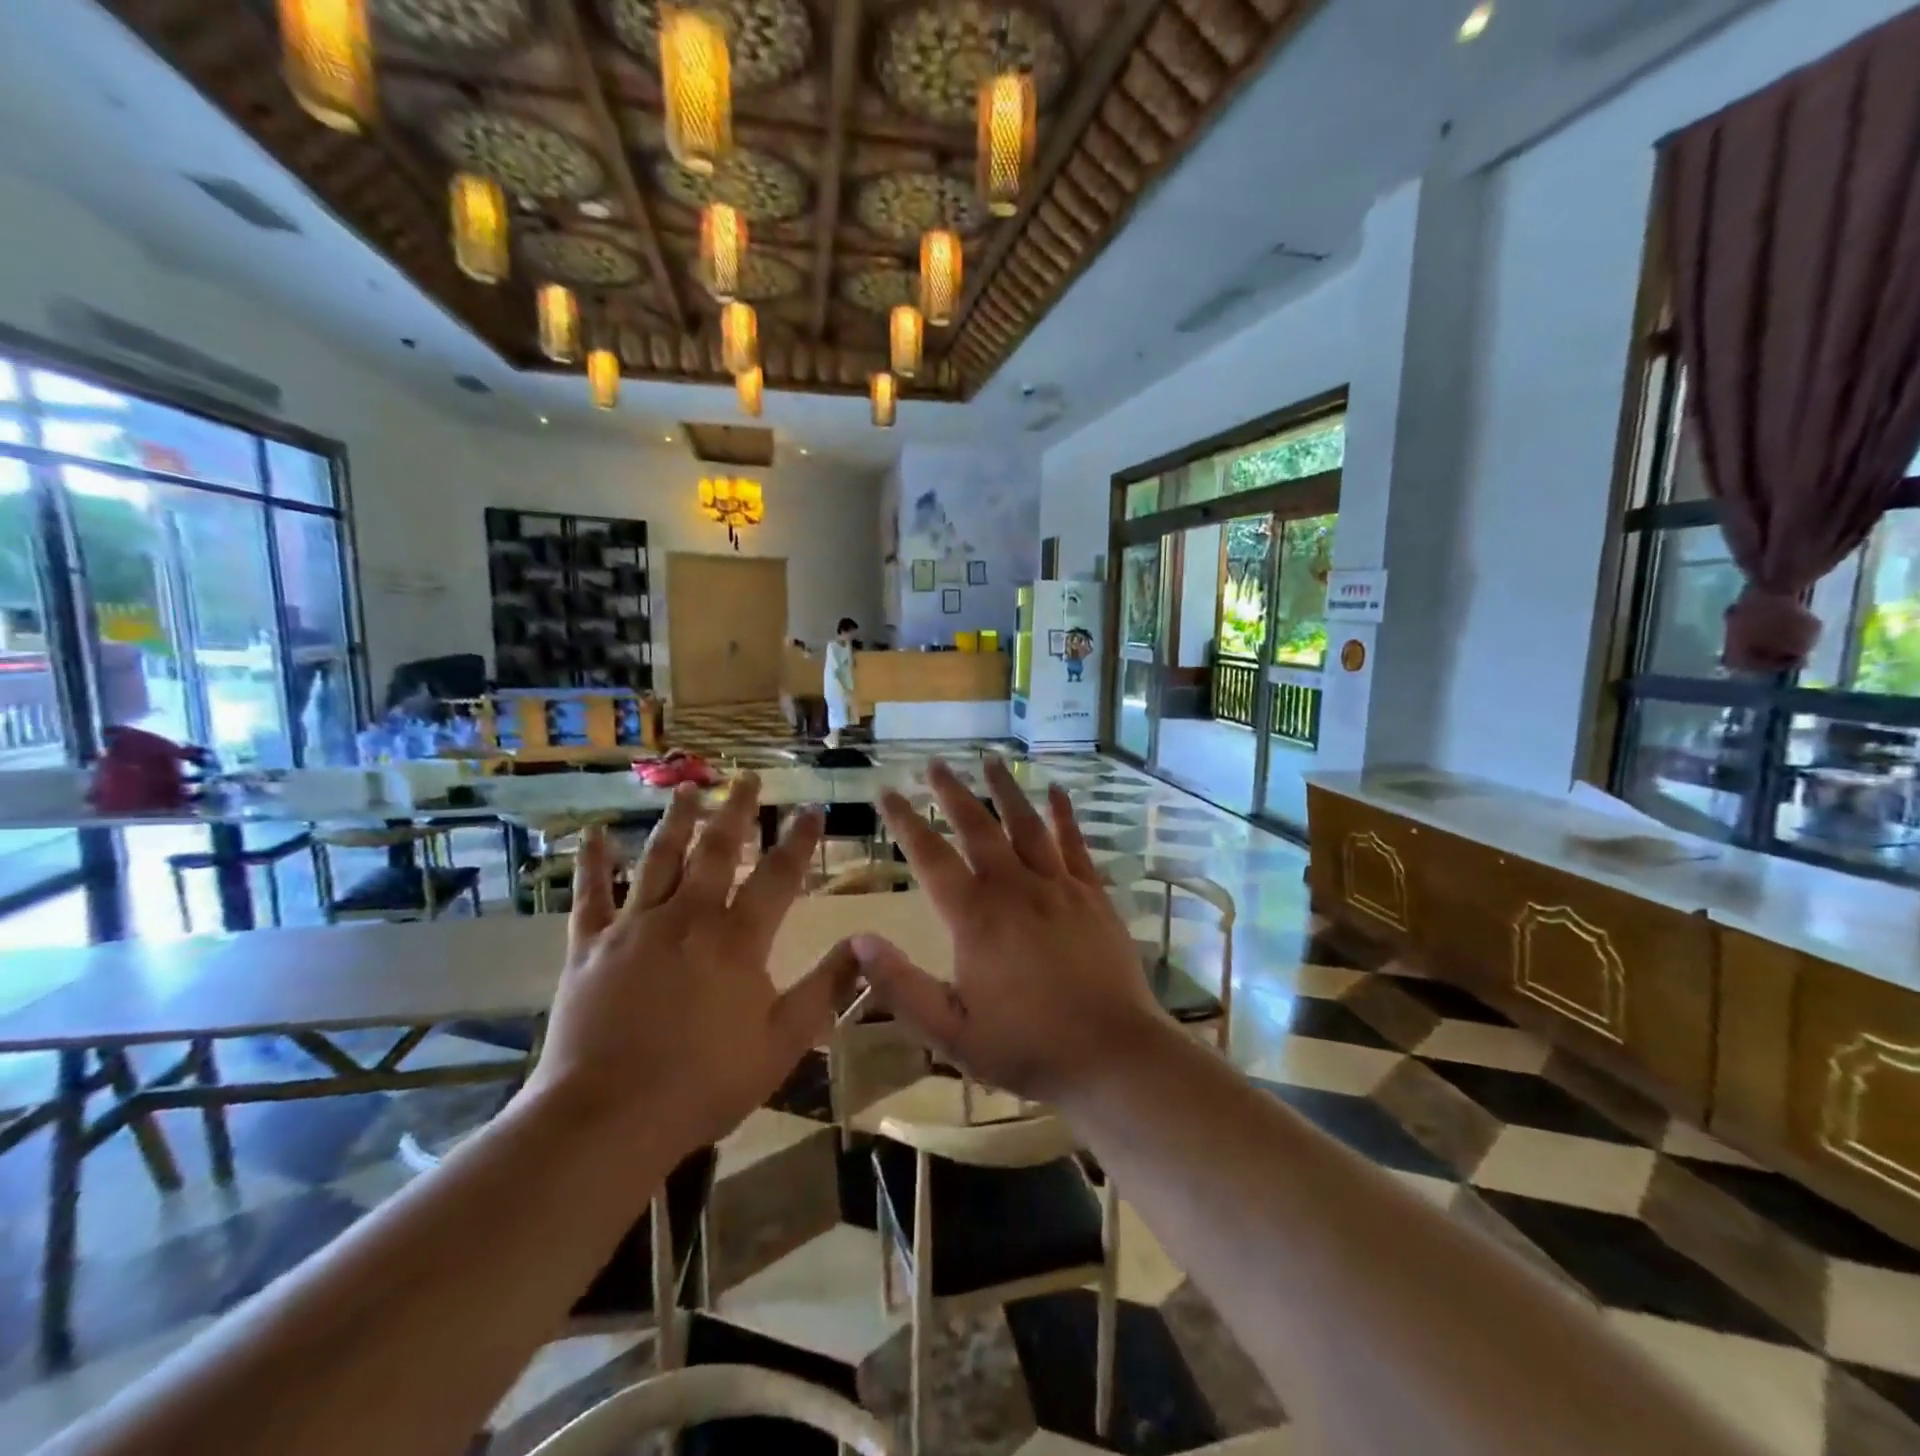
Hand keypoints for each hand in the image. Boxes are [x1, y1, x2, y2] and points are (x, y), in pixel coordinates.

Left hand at [524, 776, 855, 1153]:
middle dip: (736, 811)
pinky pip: (591, 895)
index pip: (778, 875)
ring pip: (659, 859)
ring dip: (676, 820)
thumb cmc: (704, 1083)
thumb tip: (865, 944)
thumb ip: (826, 987)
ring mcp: (634, 927)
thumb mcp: (783, 1041)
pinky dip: (593, 862)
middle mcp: (688, 917)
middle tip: (746, 777)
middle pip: (717, 850)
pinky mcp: (589, 947)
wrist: (607, 1118)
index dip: (799, 840)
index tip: (811, 809)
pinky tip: (592, 833)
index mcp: (737, 939)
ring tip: (687, 788)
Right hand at [854, 759, 1167, 1102]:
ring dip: (1005, 790)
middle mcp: (1014, 888)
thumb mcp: (950, 1031)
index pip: (930, 857)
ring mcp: (1058, 887)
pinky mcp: (1092, 895)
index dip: (905, 822)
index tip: (888, 792)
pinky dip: (1063, 814)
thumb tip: (859, 940)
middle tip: (935, 763)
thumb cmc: (1026, 1047)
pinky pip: (1074, 843)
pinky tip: (1056, 790)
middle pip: (977, 827)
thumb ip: (901, 986)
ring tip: (991, 760)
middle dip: (952, 792)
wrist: (1112, 1055)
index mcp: (975, 918)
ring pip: (1026, 824)